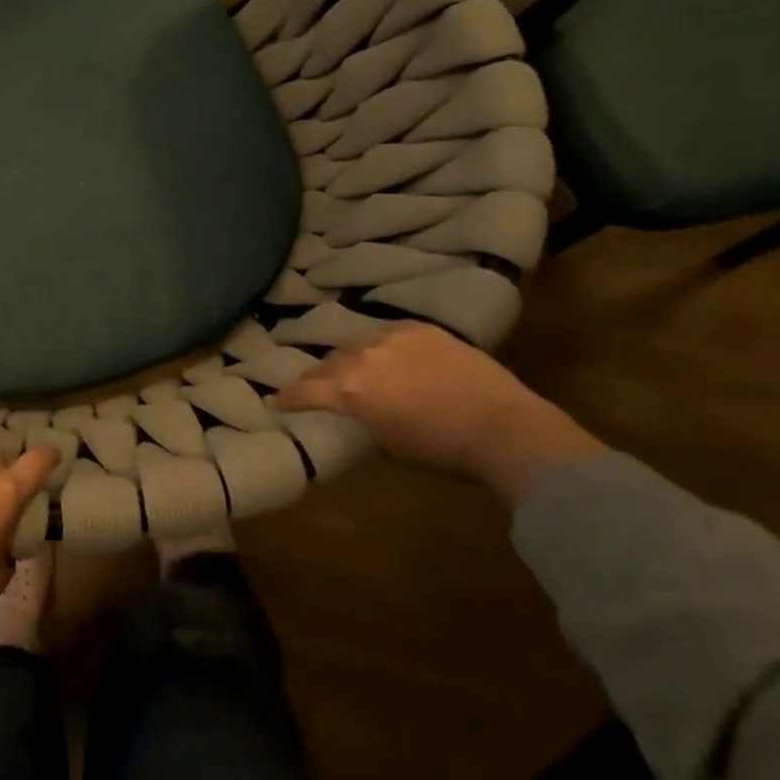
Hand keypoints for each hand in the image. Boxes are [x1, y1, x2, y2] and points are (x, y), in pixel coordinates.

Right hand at [274, 322, 605, 505]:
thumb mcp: (387, 444)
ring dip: (352, 359)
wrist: (503, 427)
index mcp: (349, 390)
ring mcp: (391, 338)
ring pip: (357, 345)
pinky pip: (389, 335)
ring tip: (355, 369)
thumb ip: (360, 419)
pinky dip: (384, 347)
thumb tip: (354, 412)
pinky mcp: (420, 329)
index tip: (276, 401)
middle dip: (319, 376)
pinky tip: (391, 356)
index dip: (288, 398)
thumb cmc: (442, 450)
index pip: (304, 391)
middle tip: (317, 386)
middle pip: (328, 363)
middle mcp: (361, 357)